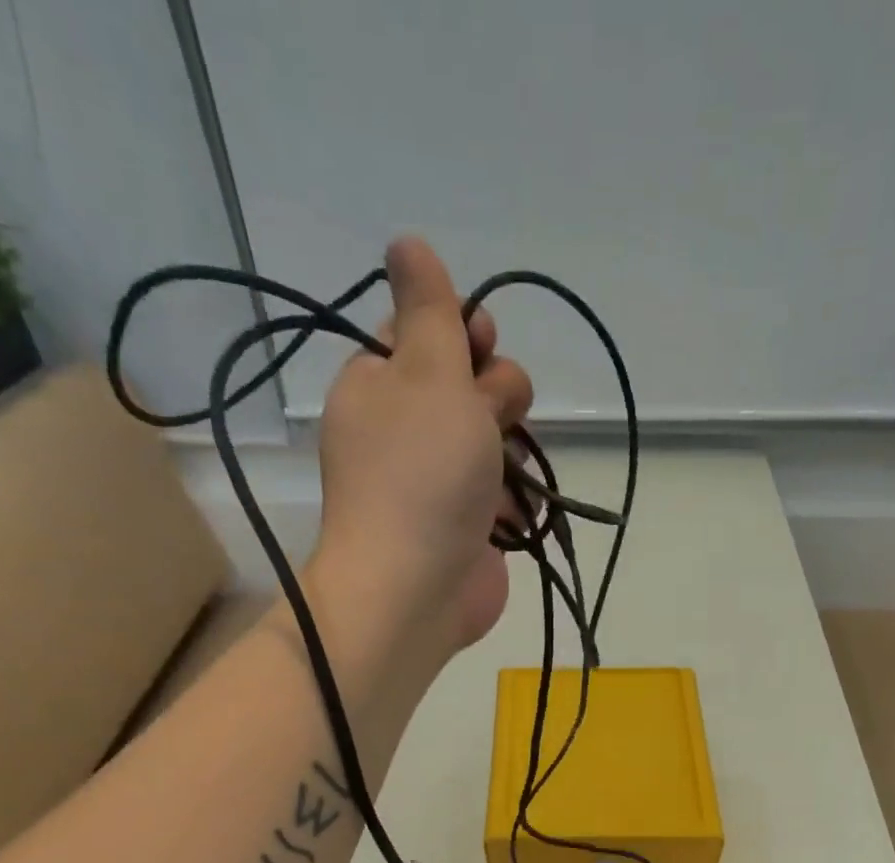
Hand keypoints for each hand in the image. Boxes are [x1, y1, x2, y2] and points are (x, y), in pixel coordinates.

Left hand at [313, 236, 533, 653]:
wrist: (417, 588)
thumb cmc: (421, 474)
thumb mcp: (426, 373)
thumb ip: (428, 309)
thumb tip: (406, 242)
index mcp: (379, 382)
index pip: (426, 333)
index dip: (461, 333)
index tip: (477, 346)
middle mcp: (406, 427)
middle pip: (470, 382)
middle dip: (493, 396)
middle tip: (485, 422)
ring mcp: (438, 479)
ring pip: (496, 437)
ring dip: (510, 449)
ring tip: (502, 476)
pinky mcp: (468, 522)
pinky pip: (506, 490)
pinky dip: (515, 499)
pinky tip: (513, 513)